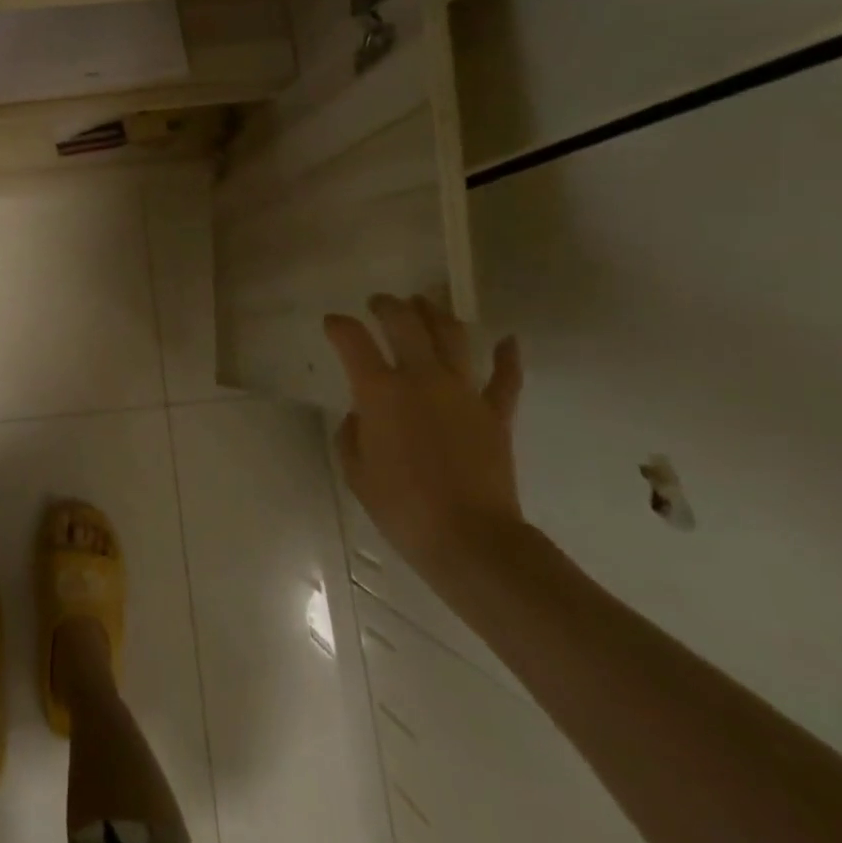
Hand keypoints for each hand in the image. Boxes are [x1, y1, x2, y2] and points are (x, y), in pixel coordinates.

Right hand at [325, 293, 524, 588]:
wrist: (469, 540)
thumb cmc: (401, 507)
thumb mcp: (355, 471)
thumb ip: (352, 433)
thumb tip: (363, 415)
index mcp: (380, 390)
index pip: (352, 340)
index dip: (339, 325)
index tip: (333, 324)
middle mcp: (421, 378)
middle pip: (404, 322)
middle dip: (387, 305)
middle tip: (379, 303)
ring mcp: (463, 391)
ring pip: (451, 336)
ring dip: (435, 313)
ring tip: (425, 304)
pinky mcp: (495, 413)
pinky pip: (505, 378)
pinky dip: (508, 357)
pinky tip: (508, 340)